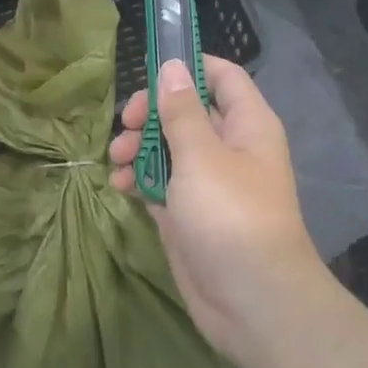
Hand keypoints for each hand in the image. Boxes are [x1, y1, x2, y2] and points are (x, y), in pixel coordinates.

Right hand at [109, 55, 328, 367]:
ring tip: (117, 160)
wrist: (251, 300)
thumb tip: (172, 66)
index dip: (187, 67)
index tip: (148, 71)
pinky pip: (160, 184)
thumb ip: (182, 111)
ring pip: (168, 148)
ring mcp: (208, 183)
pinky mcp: (188, 213)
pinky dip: (138, 180)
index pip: (221, 76)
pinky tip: (119, 187)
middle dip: (151, 114)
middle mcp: (229, 148)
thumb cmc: (230, 215)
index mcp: (246, 125)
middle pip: (186, 111)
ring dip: (138, 149)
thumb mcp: (201, 156)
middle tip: (126, 125)